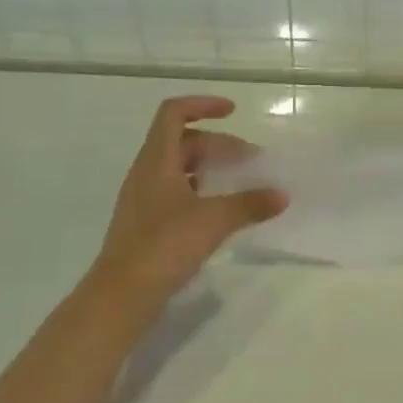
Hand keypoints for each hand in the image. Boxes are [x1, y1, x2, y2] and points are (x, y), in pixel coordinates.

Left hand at [90, 96, 286, 305]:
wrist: (120, 297)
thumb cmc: (163, 246)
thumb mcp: (213, 221)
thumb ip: (249, 203)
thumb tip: (282, 194)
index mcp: (156, 160)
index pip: (174, 113)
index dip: (203, 105)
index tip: (233, 112)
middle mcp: (147, 173)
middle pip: (182, 142)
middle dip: (218, 144)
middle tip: (251, 160)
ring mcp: (144, 200)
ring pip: (179, 168)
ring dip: (210, 168)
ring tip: (240, 182)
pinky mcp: (146, 225)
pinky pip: (176, 193)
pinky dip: (201, 192)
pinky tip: (220, 211)